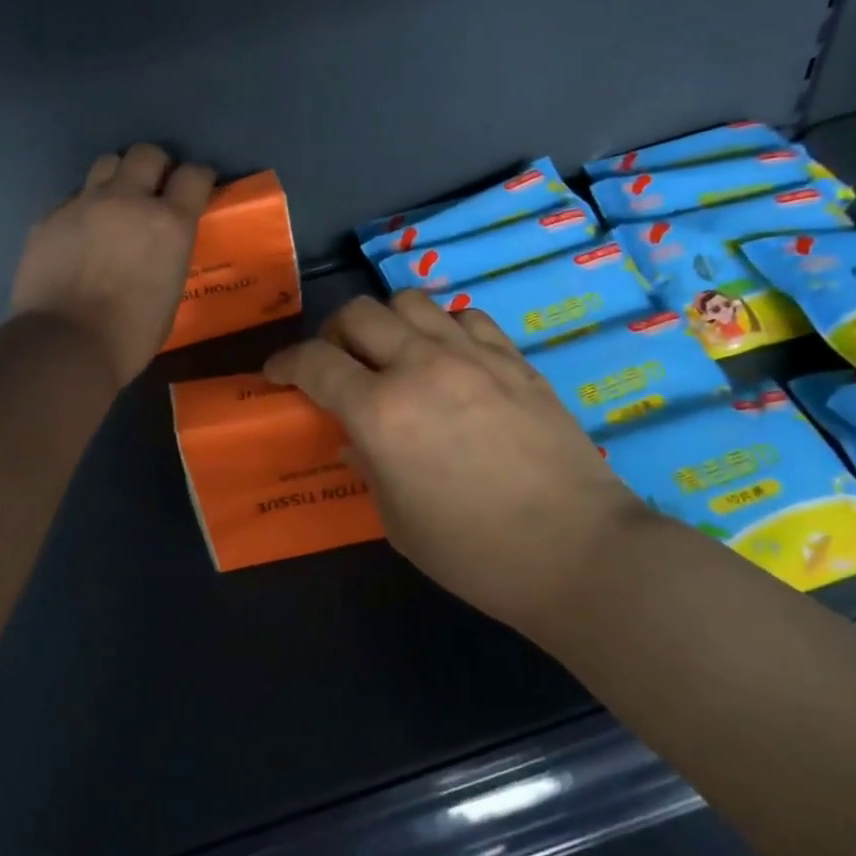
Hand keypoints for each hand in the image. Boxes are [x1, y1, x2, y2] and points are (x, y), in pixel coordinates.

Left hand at [11, 144, 215, 385]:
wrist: (65, 344)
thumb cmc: (130, 334)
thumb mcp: (170, 294)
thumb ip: (168, 256)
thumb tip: (158, 249)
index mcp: (169, 224)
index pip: (194, 175)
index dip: (198, 177)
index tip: (197, 186)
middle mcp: (128, 201)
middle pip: (146, 153)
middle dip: (156, 165)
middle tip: (154, 188)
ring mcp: (84, 204)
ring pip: (106, 163)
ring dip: (118, 177)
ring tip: (115, 203)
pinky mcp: (49, 216)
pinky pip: (72, 197)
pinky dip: (82, 208)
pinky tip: (79, 233)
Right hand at [264, 291, 652, 631]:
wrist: (578, 551)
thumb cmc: (475, 553)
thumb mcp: (398, 521)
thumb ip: (369, 465)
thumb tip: (358, 437)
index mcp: (382, 412)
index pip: (315, 363)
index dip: (286, 363)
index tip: (277, 373)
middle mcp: (421, 367)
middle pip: (359, 313)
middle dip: (333, 334)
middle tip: (335, 363)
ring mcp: (473, 356)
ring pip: (412, 302)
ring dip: (388, 322)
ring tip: (392, 354)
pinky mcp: (515, 360)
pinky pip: (466, 318)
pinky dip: (443, 329)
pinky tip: (448, 358)